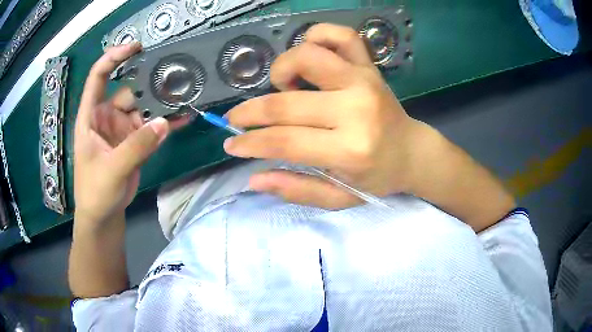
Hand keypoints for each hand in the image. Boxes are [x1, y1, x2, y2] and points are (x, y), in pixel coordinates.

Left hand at [74, 43, 186, 226]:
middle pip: (129, 90)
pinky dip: (167, 122)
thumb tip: (164, 122)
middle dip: (149, 83)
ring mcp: (123, 128)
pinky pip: (153, 127)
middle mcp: (107, 116)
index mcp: (91, 116)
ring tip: (185, 96)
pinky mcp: (136, 141)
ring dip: (162, 104)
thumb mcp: (111, 170)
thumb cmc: (95, 192)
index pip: (98, 77)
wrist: (103, 216)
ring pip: (144, 107)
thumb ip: (135, 147)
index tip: (136, 48)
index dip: (113, 58)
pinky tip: (184, 117)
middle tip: (175, 75)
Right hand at [224, 24, 425, 209]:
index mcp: (349, 149)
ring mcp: (364, 81)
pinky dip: (317, 35)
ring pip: (308, 55)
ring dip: (282, 69)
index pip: (283, 141)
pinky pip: (341, 35)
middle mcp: (356, 110)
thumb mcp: (339, 197)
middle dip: (249, 112)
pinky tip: (309, 53)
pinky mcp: (370, 66)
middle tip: (237, 119)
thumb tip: (254, 178)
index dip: (249, 143)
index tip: (231, 145)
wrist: (412, 152)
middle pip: (286, 103)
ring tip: (283, 87)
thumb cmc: (376, 177)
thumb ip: (297, 189)